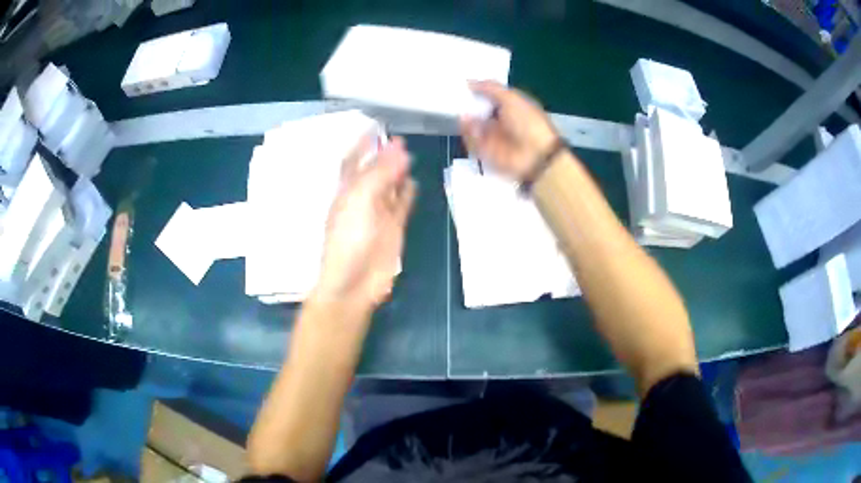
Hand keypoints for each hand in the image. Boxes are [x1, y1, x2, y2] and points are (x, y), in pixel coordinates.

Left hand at [313, 136, 416, 308]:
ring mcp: (378, 215)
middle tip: (400, 140)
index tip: (374, 128)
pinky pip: (401, 206)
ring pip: (389, 187)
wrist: (355, 282)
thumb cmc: (350, 239)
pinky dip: (407, 194)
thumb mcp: (360, 200)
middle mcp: (361, 200)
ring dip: (398, 172)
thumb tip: (399, 149)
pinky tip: (413, 182)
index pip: (353, 162)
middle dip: (385, 156)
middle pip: (374, 172)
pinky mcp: (393, 229)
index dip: (362, 145)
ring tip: (409, 155)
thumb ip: (380, 173)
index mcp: (346, 192)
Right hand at [460, 81, 558, 179]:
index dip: (478, 89)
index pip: (491, 95)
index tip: (462, 82)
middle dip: (468, 103)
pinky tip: (465, 124)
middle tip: (453, 94)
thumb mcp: (511, 98)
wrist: (534, 156)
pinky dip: (468, 132)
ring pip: (473, 125)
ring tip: (458, 108)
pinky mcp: (485, 152)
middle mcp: (502, 121)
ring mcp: (493, 137)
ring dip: (467, 118)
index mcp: (513, 106)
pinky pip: (472, 140)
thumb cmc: (528, 122)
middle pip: (479, 110)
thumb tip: (469, 81)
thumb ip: (490, 88)